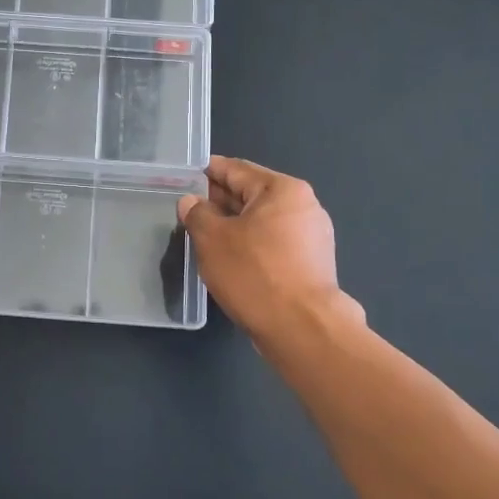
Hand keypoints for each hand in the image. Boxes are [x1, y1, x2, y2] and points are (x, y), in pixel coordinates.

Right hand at [177, 156, 364, 342]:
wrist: (302, 329)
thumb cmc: (254, 274)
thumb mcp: (212, 239)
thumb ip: (197, 214)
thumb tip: (191, 202)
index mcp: (282, 190)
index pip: (236, 170)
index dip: (208, 171)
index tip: (186, 174)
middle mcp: (304, 206)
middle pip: (252, 194)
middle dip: (220, 199)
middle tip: (190, 207)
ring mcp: (312, 236)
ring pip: (262, 221)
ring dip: (234, 224)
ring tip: (205, 234)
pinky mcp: (312, 264)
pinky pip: (273, 243)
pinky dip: (251, 244)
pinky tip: (231, 258)